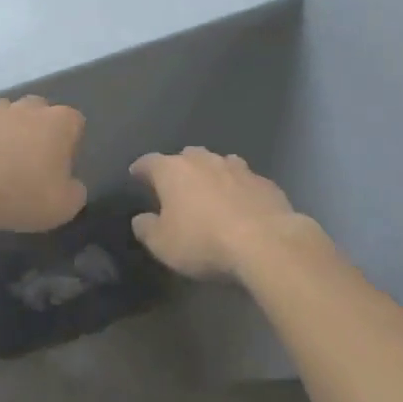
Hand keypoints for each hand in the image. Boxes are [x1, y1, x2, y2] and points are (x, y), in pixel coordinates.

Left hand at [0, 97, 87, 232]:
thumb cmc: (23, 194)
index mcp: (60, 122)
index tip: (60, 165)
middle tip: (29, 159)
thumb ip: (75, 190)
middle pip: (39, 109)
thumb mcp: (65, 206)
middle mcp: (28, 107)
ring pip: (4, 110)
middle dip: (36, 128)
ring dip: (4, 127)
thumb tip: (70, 184)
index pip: (75, 121)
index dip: (69, 142)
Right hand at [128, 148, 303, 278]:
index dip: (141, 169)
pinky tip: (242, 205)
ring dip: (212, 174)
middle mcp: (203, 161)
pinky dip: (239, 189)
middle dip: (179, 168)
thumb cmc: (203, 242)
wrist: (266, 243)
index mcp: (172, 170)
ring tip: (211, 192)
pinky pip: (245, 181)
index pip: (149, 162)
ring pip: (219, 163)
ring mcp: (238, 168)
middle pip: (186, 156)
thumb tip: (141, 219)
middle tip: (176, 186)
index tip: (136, 175)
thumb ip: (147, 229)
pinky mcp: (265, 182)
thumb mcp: (163, 244)